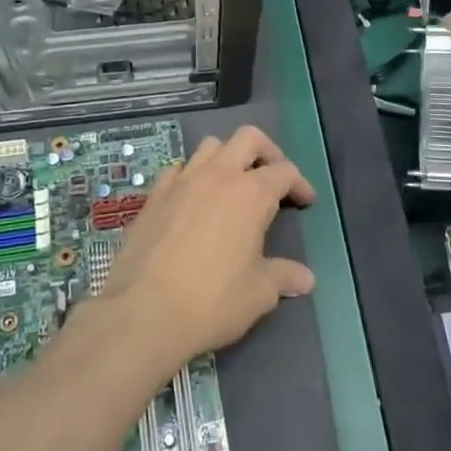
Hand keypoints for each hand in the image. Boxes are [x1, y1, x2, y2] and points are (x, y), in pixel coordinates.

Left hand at [97, 126, 315, 373]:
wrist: (144, 311)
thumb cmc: (212, 301)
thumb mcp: (259, 294)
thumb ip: (283, 277)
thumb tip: (306, 279)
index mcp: (251, 194)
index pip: (285, 171)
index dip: (300, 184)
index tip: (305, 202)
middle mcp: (218, 175)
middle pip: (248, 138)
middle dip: (267, 152)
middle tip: (272, 179)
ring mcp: (182, 181)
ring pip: (210, 146)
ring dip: (227, 157)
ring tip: (232, 185)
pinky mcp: (154, 195)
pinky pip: (177, 169)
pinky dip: (191, 175)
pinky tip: (192, 199)